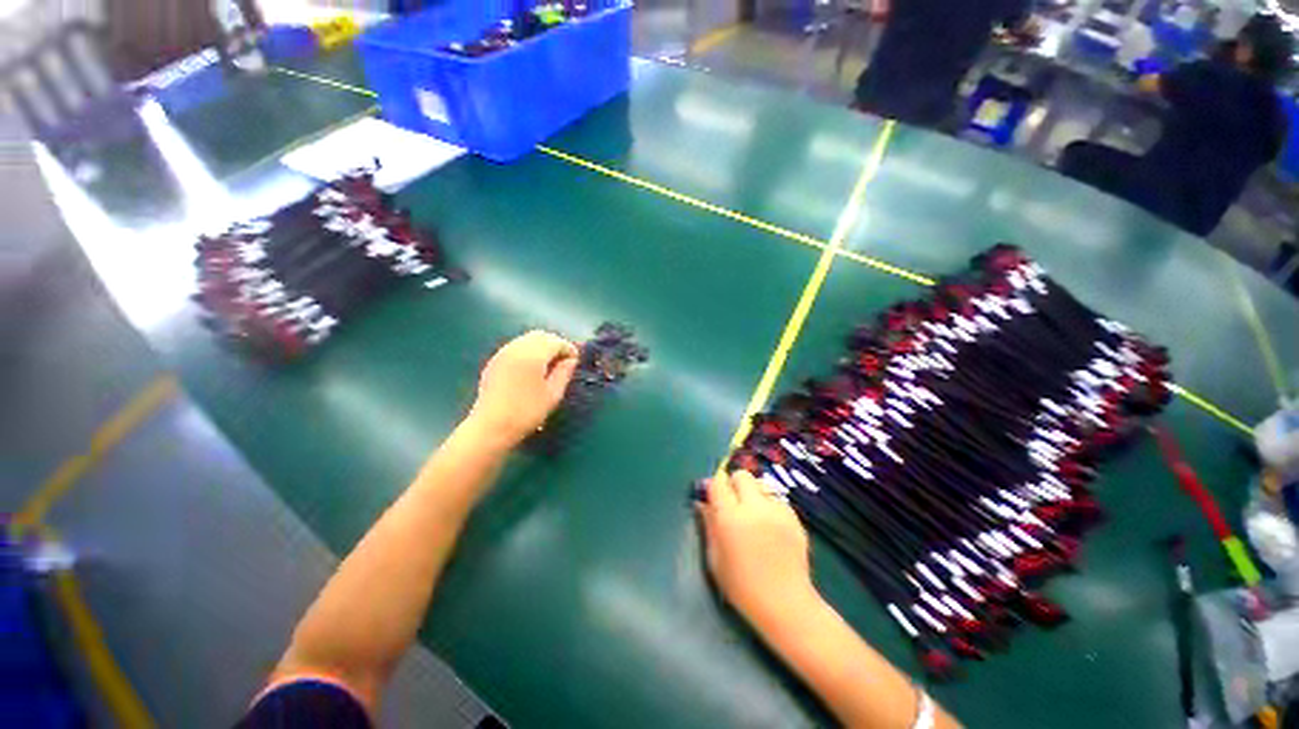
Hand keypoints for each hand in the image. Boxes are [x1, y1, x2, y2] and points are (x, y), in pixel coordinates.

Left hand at [468, 330, 578, 447]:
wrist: (491, 426)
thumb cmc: (526, 412)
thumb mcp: (553, 394)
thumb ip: (564, 373)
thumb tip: (571, 360)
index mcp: (533, 355)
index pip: (556, 341)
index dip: (569, 348)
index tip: (575, 361)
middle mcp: (516, 348)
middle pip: (540, 336)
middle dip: (555, 344)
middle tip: (564, 361)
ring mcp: (502, 353)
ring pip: (527, 339)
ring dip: (541, 347)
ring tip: (549, 365)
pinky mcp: (494, 361)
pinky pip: (516, 347)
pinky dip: (528, 351)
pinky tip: (531, 369)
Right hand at [698, 471, 817, 627]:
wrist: (785, 604)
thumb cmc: (742, 587)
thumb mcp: (715, 558)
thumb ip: (708, 524)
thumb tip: (702, 503)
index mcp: (730, 517)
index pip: (718, 482)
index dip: (714, 486)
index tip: (712, 497)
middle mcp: (754, 507)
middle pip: (742, 475)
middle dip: (734, 484)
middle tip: (733, 503)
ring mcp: (777, 510)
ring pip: (761, 485)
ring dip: (753, 494)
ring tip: (754, 516)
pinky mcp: (794, 517)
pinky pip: (777, 500)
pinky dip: (770, 507)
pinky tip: (771, 528)